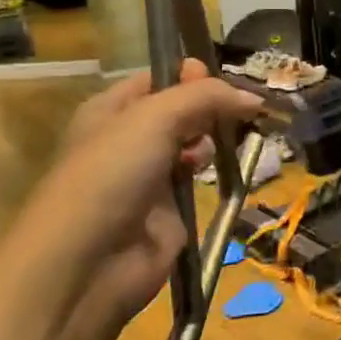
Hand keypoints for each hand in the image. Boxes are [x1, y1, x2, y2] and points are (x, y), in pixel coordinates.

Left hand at [7, 62, 264, 336]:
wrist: (86, 265)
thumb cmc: (110, 174)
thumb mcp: (155, 117)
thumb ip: (206, 97)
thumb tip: (254, 98)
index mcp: (111, 110)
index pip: (158, 79)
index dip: (190, 74)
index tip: (222, 77)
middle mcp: (129, 139)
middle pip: (181, 110)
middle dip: (210, 105)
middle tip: (240, 107)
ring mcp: (149, 176)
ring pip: (193, 143)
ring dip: (214, 137)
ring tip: (234, 136)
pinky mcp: (169, 210)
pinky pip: (199, 179)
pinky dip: (215, 171)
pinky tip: (229, 165)